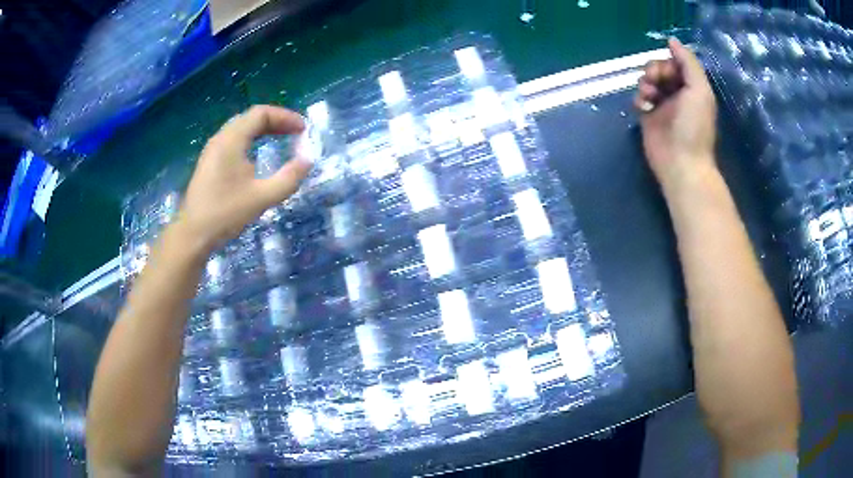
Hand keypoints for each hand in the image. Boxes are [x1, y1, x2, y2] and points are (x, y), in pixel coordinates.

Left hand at [176, 105, 312, 254]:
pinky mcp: (209, 162)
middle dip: (276, 121)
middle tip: (295, 133)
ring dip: (263, 130)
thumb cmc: (225, 213)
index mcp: (231, 140)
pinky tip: (258, 155)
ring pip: (241, 128)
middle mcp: (221, 138)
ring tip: (281, 139)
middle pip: (251, 117)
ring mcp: (212, 150)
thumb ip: (288, 178)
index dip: (285, 117)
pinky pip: (234, 139)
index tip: (303, 130)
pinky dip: (251, 139)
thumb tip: (308, 160)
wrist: (192, 235)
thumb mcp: (262, 198)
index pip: (261, 114)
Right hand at [635, 38, 717, 188]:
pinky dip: (638, 98)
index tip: (667, 72)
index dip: (668, 62)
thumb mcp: (699, 90)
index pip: (675, 63)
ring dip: (645, 83)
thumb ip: (688, 62)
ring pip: (647, 81)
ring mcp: (661, 106)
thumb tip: (671, 40)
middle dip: (654, 70)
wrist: (681, 162)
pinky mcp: (648, 117)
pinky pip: (638, 97)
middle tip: (654, 81)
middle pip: (659, 69)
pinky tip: (642, 106)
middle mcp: (677, 93)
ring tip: (649, 96)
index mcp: (691, 87)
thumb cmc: (694, 126)